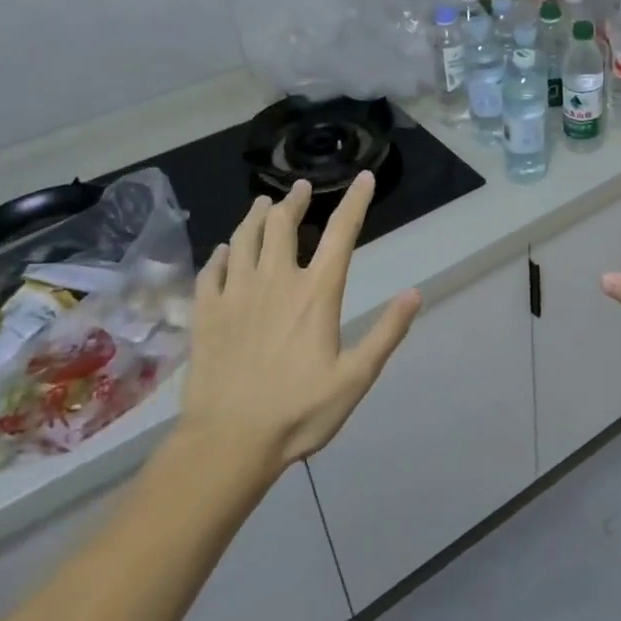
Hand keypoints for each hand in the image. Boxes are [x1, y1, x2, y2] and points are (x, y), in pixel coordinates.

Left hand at [177, 172, 421, 476]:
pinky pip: (211, 270)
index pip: (341, 234)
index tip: (364, 178)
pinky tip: (224, 250)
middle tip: (301, 187)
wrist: (228, 442)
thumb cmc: (299, 412)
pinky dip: (221, 253)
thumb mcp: (356, 377)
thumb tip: (415, 292)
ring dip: (255, 216)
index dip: (355, 202)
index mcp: (316, 294)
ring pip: (243, 239)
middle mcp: (275, 282)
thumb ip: (386, 332)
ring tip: (262, 203)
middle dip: (294, 200)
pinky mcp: (206, 314)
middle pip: (282, 224)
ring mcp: (235, 295)